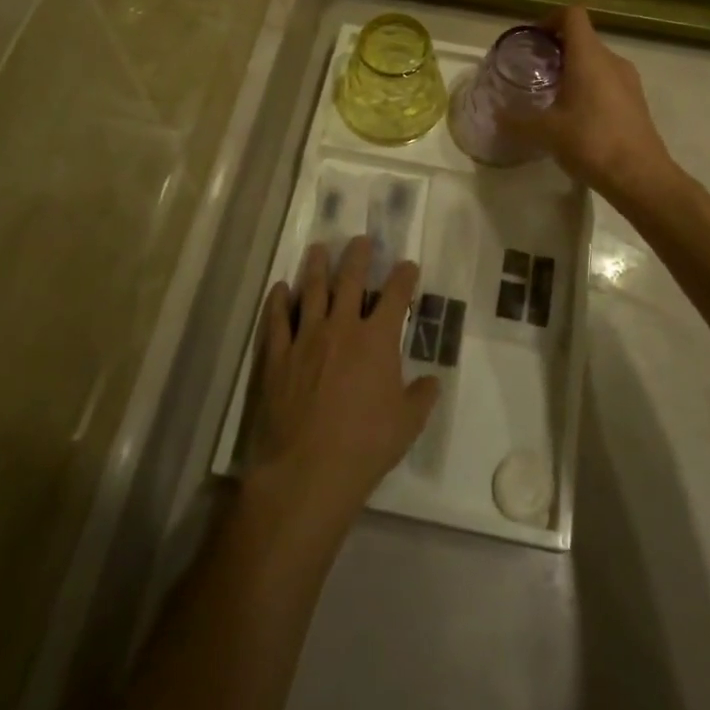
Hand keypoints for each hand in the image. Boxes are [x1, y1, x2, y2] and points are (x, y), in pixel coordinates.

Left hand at [248, 237, 440, 532]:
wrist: (307, 470)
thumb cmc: (365, 446)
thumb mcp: (407, 425)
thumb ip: (421, 397)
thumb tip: (432, 381)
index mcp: (377, 340)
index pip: (395, 296)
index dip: (404, 276)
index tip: (408, 264)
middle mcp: (342, 328)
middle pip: (350, 280)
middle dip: (358, 256)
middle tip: (360, 239)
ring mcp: (306, 338)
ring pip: (312, 291)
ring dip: (317, 267)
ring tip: (318, 248)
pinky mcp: (277, 355)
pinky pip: (277, 319)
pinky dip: (279, 301)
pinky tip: (281, 288)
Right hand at [507, 7, 681, 203]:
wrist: (640, 177)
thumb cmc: (591, 142)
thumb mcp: (546, 132)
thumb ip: (517, 121)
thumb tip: (496, 116)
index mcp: (589, 56)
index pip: (572, 14)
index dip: (550, 19)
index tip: (533, 41)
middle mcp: (612, 60)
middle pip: (583, 38)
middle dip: (557, 49)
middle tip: (535, 72)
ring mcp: (629, 80)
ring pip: (596, 61)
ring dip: (574, 70)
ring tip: (552, 96)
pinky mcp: (636, 101)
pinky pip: (608, 81)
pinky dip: (589, 87)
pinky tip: (576, 117)